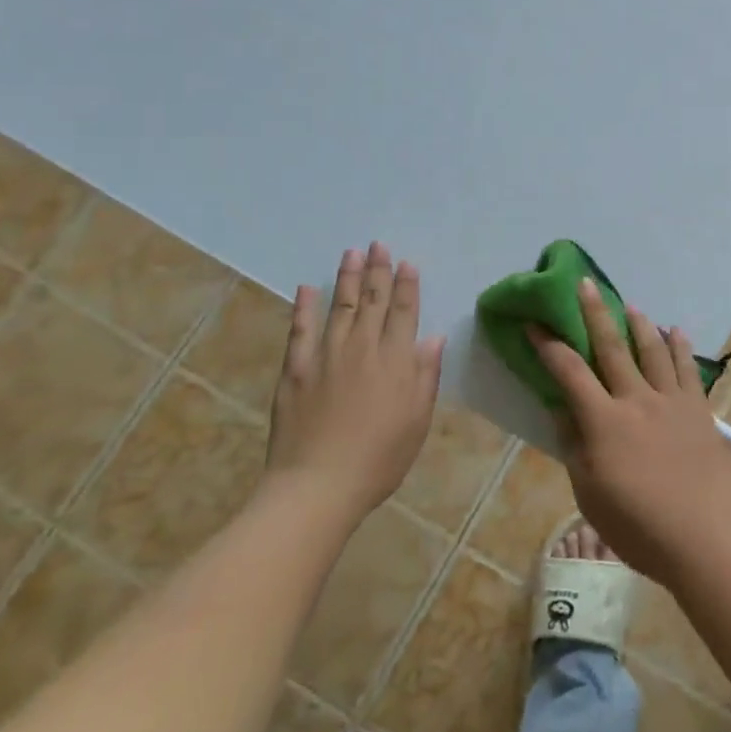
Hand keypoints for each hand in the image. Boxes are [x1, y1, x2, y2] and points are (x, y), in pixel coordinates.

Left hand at [265, 243, 443, 521]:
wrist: (318, 486)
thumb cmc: (379, 458)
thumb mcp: (417, 420)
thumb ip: (426, 375)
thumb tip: (434, 337)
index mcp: (395, 360)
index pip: (404, 312)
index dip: (407, 285)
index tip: (407, 262)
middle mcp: (362, 348)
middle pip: (373, 301)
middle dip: (378, 270)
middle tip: (378, 244)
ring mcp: (326, 355)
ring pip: (341, 306)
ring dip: (347, 278)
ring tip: (351, 252)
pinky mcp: (296, 369)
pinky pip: (300, 330)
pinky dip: (304, 307)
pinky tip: (308, 288)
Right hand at [528, 279, 730, 586]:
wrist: (702, 539)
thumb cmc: (638, 526)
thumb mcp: (590, 493)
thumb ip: (574, 446)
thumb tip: (562, 408)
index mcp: (605, 422)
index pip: (570, 373)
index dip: (549, 346)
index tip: (534, 324)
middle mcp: (637, 400)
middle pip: (611, 347)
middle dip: (595, 313)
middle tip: (585, 284)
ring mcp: (671, 401)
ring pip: (652, 350)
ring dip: (639, 324)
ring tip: (631, 306)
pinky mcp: (699, 409)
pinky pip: (687, 369)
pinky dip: (680, 346)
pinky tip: (675, 331)